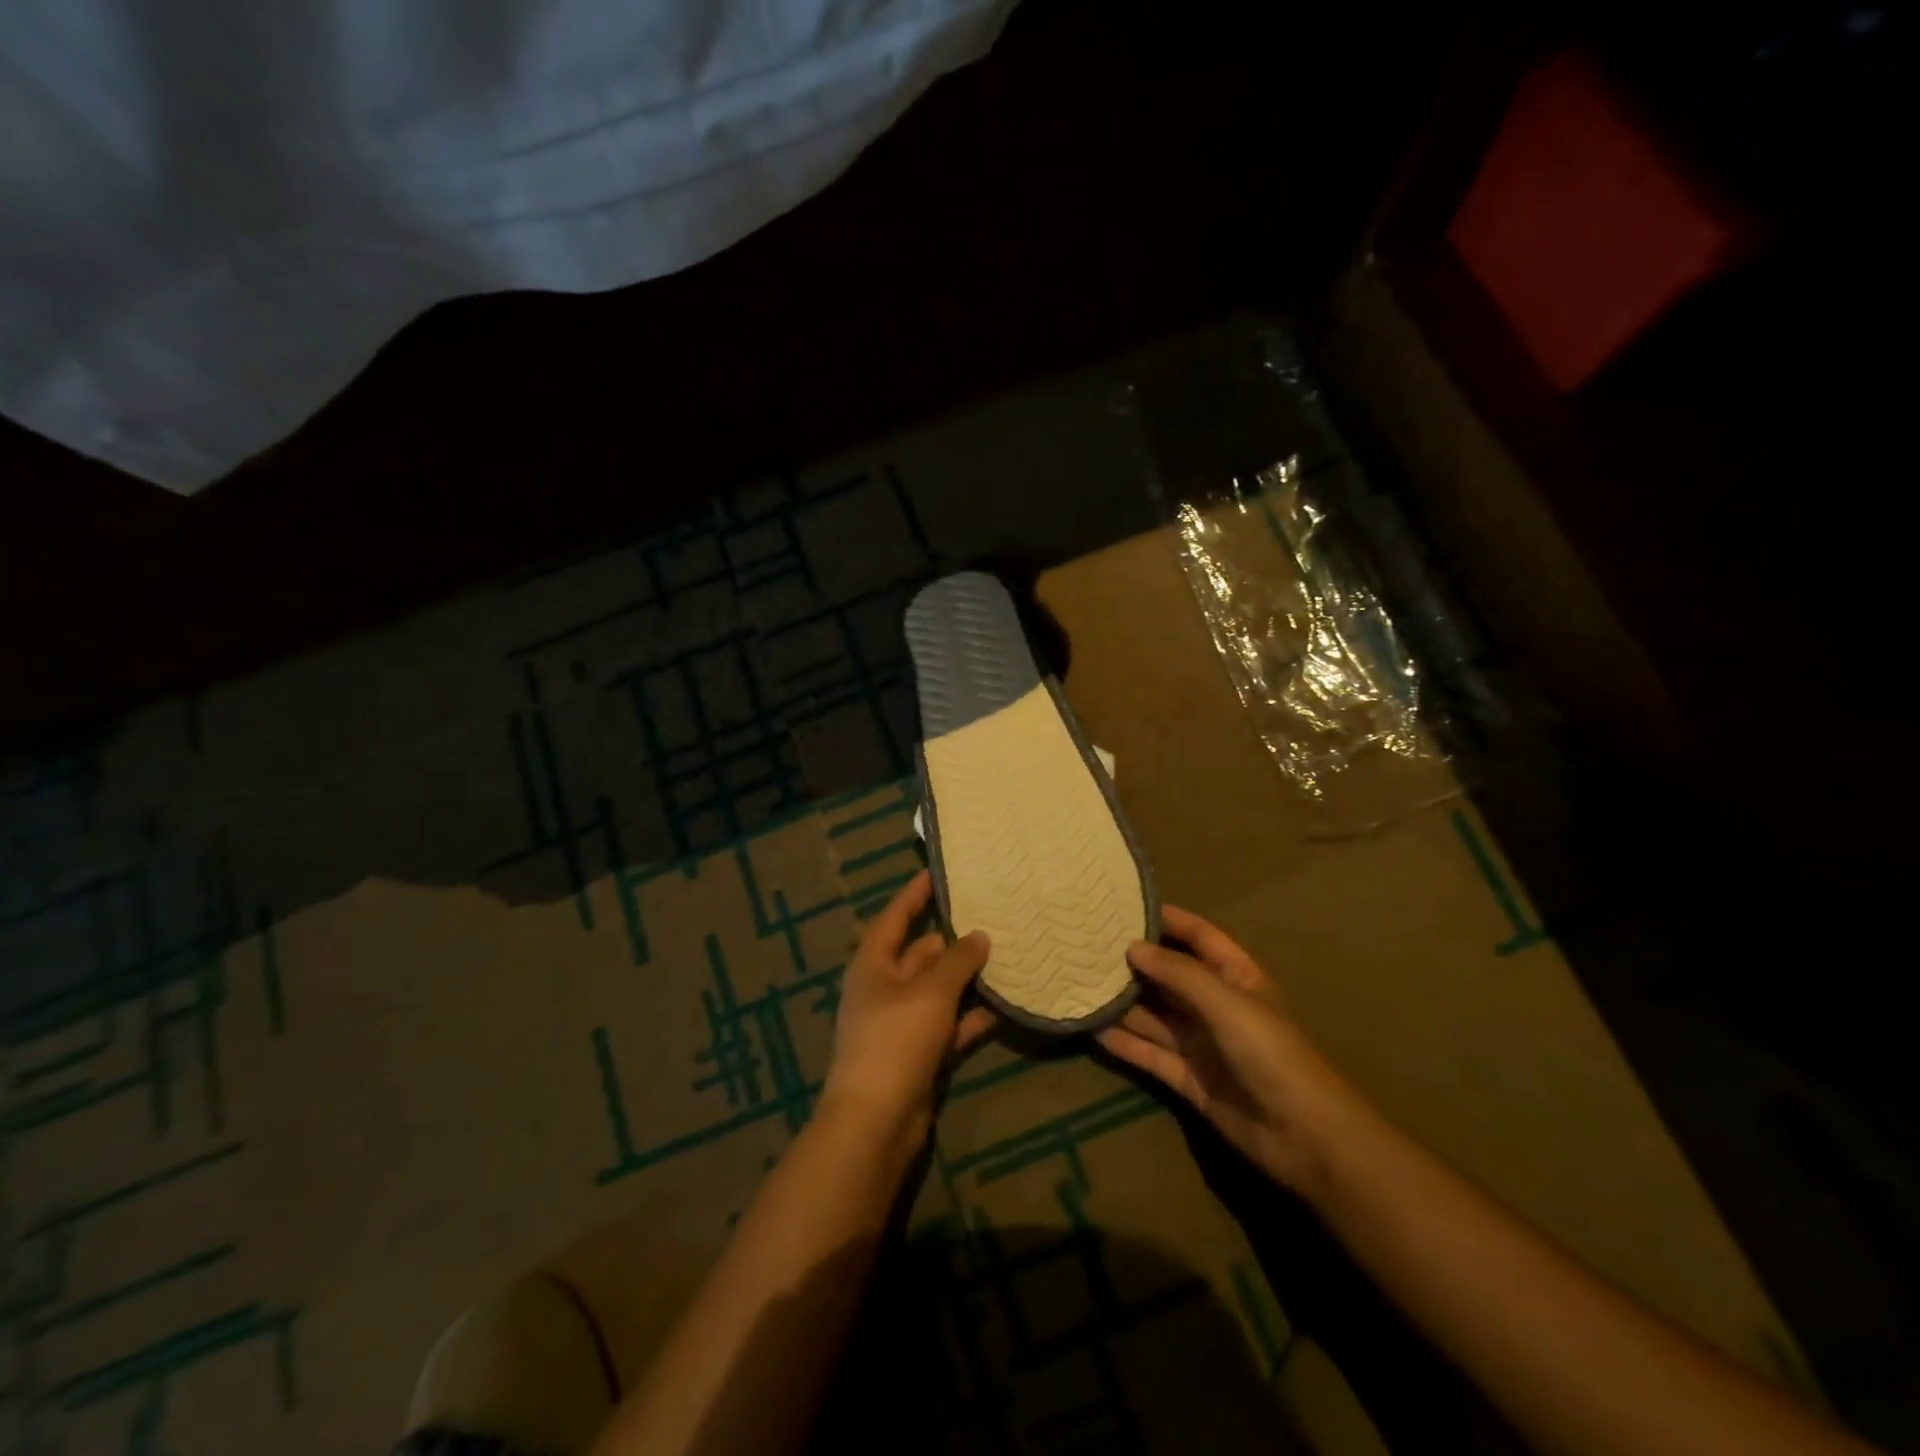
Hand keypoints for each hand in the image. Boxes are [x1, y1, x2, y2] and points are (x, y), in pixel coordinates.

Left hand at [821, 869, 995, 1136]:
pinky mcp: (921, 1052)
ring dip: (969, 977)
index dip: (914, 894)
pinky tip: (1007, 1004)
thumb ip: (957, 961)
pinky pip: (951, 1023)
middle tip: (993, 915)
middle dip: (954, 937)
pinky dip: (973, 1015)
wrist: (876, 1123)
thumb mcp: (929, 993)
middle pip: (922, 952)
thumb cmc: (895, 1041)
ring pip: (940, 988)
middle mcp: (886, 987)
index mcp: (874, 964)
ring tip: (1008, 953)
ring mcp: (903, 1022)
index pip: (895, 917)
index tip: (939, 872)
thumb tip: (979, 935)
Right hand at [1096, 904, 1364, 1196]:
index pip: (1199, 936)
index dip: (1168, 920)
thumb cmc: (1271, 1054)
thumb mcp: (1227, 1003)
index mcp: (1235, 977)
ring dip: (1124, 1003)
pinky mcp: (1189, 1079)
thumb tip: (1133, 947)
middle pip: (1170, 975)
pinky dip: (1125, 1043)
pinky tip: (1094, 1030)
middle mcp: (1215, 1005)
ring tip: (1081, 982)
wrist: (1304, 1137)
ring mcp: (1201, 1043)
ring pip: (1155, 1015)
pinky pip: (1151, 1054)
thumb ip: (1179, 974)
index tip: (1125, 906)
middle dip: (1135, 961)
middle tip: (1089, 944)